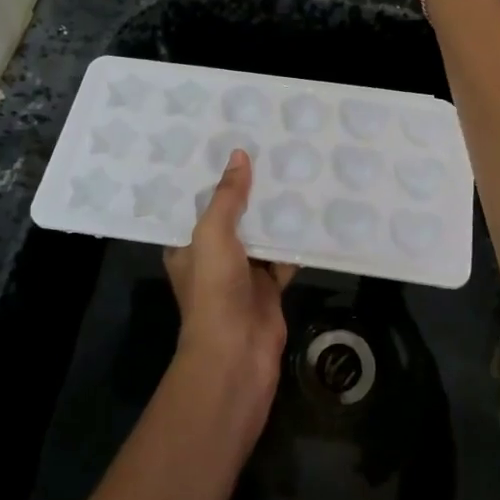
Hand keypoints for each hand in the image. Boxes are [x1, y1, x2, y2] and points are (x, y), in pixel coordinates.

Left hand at [163, 151, 293, 393]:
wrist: (238, 352)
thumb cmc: (214, 290)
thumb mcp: (212, 234)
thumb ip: (227, 197)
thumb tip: (239, 155)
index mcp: (187, 246)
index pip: (196, 205)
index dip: (211, 179)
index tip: (229, 146)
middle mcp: (212, 257)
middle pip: (232, 217)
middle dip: (249, 192)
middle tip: (270, 153)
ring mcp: (242, 274)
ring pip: (260, 236)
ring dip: (274, 214)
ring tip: (294, 173)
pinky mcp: (269, 287)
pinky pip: (284, 257)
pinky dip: (296, 241)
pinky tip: (312, 213)